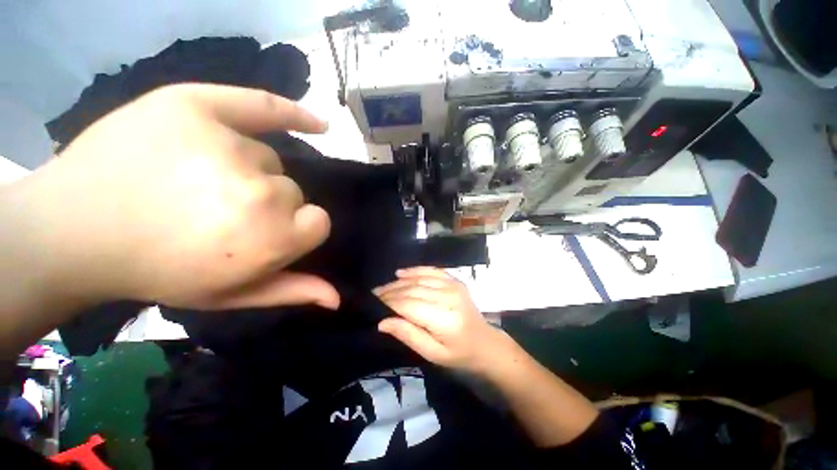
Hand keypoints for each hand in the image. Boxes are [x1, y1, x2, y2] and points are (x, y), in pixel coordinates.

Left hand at [16, 84, 338, 310]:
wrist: (75, 230)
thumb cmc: (158, 270)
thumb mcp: (230, 294)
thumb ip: (291, 291)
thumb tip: (337, 299)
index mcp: (270, 238)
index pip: (318, 221)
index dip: (296, 228)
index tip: (264, 233)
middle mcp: (258, 192)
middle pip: (291, 190)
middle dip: (266, 202)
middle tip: (217, 210)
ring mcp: (225, 145)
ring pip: (267, 158)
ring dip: (247, 169)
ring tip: (201, 178)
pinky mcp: (196, 106)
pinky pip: (264, 106)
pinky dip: (293, 114)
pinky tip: (317, 123)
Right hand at [373, 267, 507, 371]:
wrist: (484, 342)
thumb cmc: (458, 353)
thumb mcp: (432, 354)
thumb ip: (408, 335)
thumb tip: (382, 322)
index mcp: (444, 319)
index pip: (409, 305)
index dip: (389, 303)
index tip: (373, 303)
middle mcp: (449, 296)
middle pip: (413, 289)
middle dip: (391, 291)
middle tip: (374, 294)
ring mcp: (453, 285)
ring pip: (419, 279)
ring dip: (399, 282)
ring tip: (384, 287)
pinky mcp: (455, 280)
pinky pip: (431, 270)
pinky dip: (415, 270)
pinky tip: (401, 273)